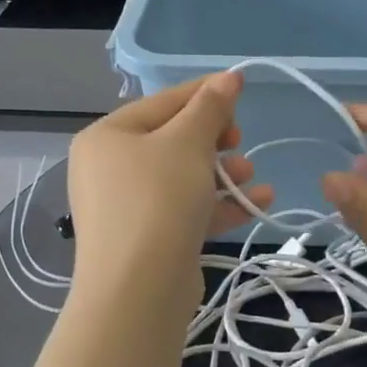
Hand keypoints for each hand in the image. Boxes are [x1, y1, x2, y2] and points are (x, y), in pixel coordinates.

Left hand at [67, 72, 271, 310]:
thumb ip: (210, 107)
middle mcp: (109, 168)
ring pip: (182, 178)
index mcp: (107, 136)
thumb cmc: (158, 199)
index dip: (204, 94)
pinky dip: (218, 204)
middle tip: (239, 141)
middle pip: (172, 141)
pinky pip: (185, 210)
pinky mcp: (147, 240)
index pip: (162, 103)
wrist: (138, 290)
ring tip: (250, 175)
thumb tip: (229, 76)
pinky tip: (259, 202)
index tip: (241, 91)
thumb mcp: (188, 143)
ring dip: (222, 173)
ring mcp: (126, 207)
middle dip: (215, 141)